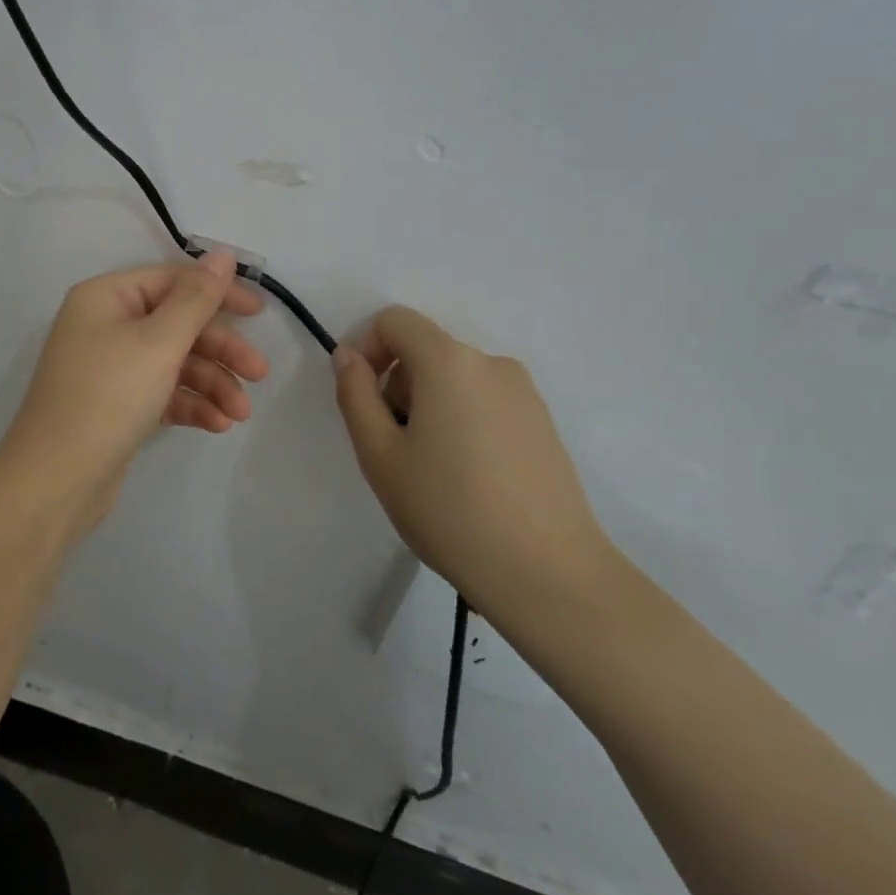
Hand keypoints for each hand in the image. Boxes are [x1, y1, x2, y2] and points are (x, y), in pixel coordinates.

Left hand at [0, 253, 270, 529]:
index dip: (218, 292)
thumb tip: (223, 254)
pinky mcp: (118, 405)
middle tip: (260, 373)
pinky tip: (217, 425)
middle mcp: (106, 325)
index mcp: (107, 297)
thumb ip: (197, 298)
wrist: (56, 481)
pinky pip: (163, 392)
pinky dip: (191, 404)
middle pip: (178, 324)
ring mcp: (111, 368)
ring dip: (212, 384)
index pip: (172, 280)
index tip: (259, 311)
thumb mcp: (159, 342)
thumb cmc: (109, 396)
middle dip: (221, 349)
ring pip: (175, 362)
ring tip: (240, 414)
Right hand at [332, 306, 617, 632]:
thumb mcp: (380, 455)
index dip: (365, 348)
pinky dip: (462, 422)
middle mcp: (491, 363)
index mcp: (449, 362)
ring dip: (428, 407)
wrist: (547, 573)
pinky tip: (468, 480)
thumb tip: (348, 357)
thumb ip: (355, 395)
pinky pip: (485, 402)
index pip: (395, 321)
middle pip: (425, 351)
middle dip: (397, 386)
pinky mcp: (543, 424)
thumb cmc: (449, 510)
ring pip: (454, 379)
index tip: (360, 400)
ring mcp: (524, 394)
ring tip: (432, 472)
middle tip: (394, 450)